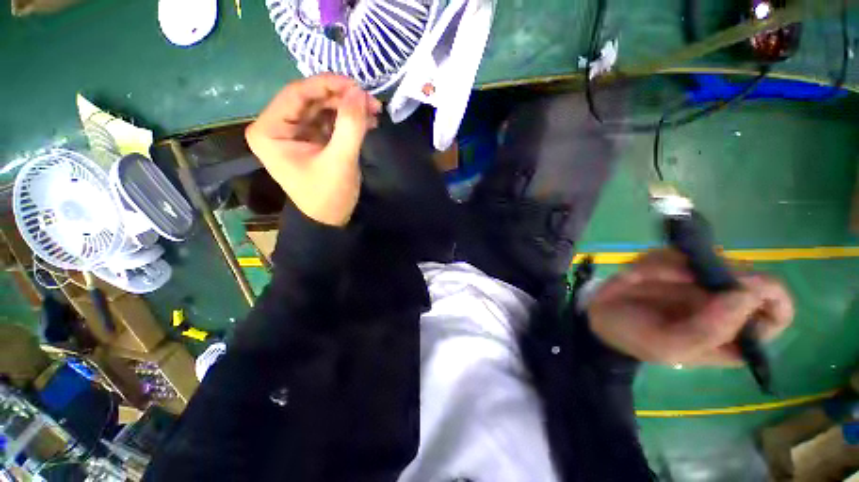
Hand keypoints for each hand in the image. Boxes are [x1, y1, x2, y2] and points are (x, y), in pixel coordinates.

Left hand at [246, 74, 381, 225]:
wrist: (331, 221)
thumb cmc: (329, 196)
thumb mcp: (340, 161)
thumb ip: (350, 125)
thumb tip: (360, 92)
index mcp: (269, 131)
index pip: (296, 94)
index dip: (327, 85)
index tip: (357, 85)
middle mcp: (277, 127)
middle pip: (310, 100)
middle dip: (342, 98)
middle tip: (371, 101)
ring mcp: (295, 133)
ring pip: (322, 109)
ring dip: (348, 108)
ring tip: (373, 111)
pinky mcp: (311, 141)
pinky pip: (329, 122)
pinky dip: (347, 120)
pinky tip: (367, 122)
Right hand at [587, 249, 793, 365]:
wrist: (600, 318)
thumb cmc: (636, 338)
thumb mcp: (670, 345)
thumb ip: (709, 329)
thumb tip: (746, 293)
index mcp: (732, 334)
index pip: (777, 313)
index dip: (771, 296)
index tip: (743, 285)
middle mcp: (723, 304)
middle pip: (742, 275)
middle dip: (708, 272)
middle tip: (676, 277)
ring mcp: (699, 281)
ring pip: (705, 257)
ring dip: (670, 265)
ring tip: (640, 279)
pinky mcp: (674, 265)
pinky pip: (675, 251)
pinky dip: (653, 260)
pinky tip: (635, 274)